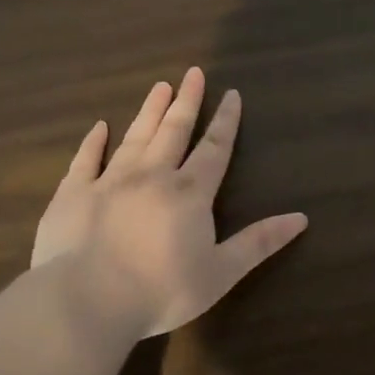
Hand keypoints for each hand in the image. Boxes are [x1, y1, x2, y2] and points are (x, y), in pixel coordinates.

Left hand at [31, 67, 308, 339]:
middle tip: (193, 73)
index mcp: (189, 193)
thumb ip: (259, 242)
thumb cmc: (161, 291)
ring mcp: (109, 181)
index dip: (225, 121)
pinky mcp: (73, 194)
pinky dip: (93, 142)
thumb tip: (301, 217)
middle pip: (174, 131)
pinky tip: (99, 127)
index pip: (214, 149)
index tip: (231, 94)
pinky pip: (85, 160)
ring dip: (149, 111)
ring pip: (135, 137)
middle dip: (187, 102)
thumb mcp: (221, 272)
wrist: (87, 301)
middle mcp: (152, 176)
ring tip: (159, 86)